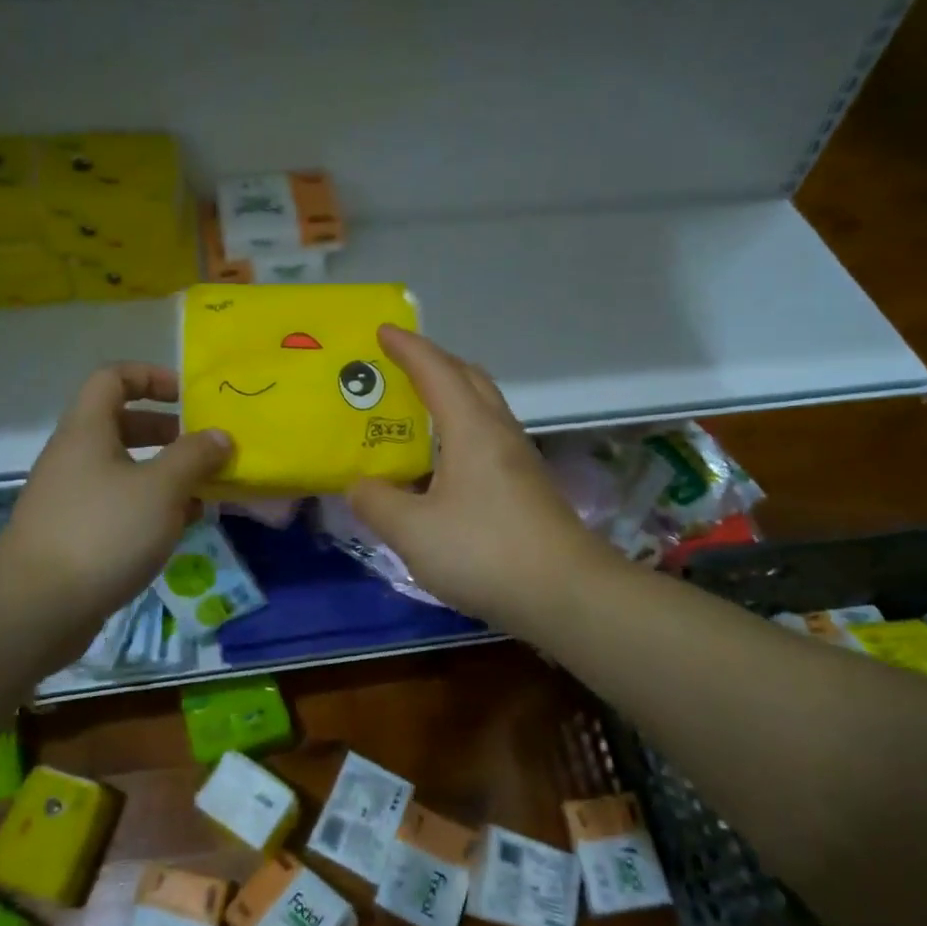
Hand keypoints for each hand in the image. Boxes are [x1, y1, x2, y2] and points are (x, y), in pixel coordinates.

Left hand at [0, 363, 230, 649]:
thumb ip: (195, 457)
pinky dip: (152, 507)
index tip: (190, 396)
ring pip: (126, 469)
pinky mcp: (76, 534)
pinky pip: (120, 505)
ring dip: (167, 474)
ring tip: (206, 491)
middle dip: (169, 431)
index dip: (152, 376)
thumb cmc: (103, 533)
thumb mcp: (161, 489)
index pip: (113, 377)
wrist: (36, 609)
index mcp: (88, 430)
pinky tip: (181, 527)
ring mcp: (73, 497)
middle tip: (206, 448)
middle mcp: (75, 456)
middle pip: (123, 424)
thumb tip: (220, 436)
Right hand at [347, 327, 616, 634]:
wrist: (566, 594)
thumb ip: (377, 503)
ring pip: (483, 408)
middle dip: (434, 363)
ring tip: (417, 411)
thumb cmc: (485, 552)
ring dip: (451, 397)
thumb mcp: (413, 531)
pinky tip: (443, 465)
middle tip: (400, 367)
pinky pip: (488, 438)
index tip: (382, 330)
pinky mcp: (527, 487)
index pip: (436, 371)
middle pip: (469, 379)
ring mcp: (519, 460)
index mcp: (471, 429)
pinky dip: (461, 431)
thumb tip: (360, 485)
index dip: (408, 348)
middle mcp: (499, 433)